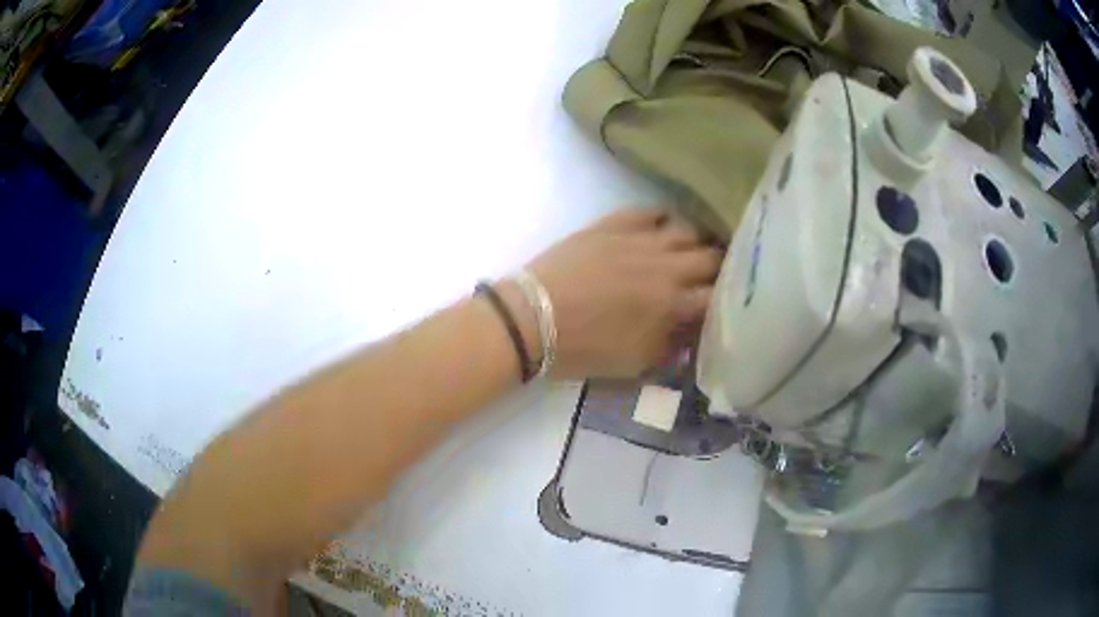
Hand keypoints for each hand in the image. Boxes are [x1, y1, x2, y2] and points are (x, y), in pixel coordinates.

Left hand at [501, 208, 722, 379]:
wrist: (532, 318)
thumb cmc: (584, 348)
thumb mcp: (636, 363)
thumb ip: (672, 346)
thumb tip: (692, 330)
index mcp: (673, 304)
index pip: (719, 295)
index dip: (726, 299)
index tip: (724, 304)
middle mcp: (666, 266)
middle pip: (711, 257)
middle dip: (719, 268)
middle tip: (713, 278)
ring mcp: (641, 239)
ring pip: (688, 229)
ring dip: (696, 242)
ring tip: (691, 252)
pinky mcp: (615, 223)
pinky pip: (653, 210)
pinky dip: (665, 219)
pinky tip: (663, 229)